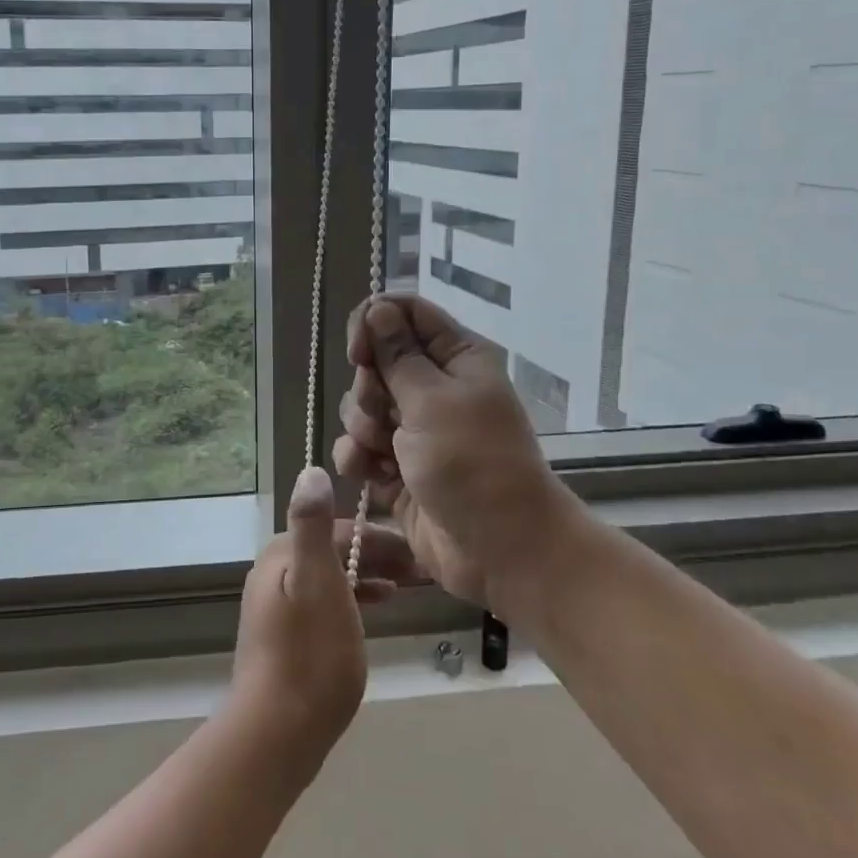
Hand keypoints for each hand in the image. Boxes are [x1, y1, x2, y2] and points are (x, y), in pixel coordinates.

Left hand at [227, 466, 409, 781]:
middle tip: (421, 572)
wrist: (275, 733)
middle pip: (333, 551)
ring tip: (407, 589)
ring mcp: (277, 606)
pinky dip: (353, 600)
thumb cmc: (308, 655)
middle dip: (376, 556)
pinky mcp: (285, 636)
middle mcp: (275, 572)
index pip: (336, 528)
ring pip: (332, 577)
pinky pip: (326, 602)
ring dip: (368, 577)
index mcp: (282, 555)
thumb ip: (313, 526)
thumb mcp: (317, 583)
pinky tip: (376, 611)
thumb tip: (311, 469)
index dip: (377, 537)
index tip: (416, 551)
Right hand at [332, 294, 582, 613]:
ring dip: (362, 427)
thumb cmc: (473, 464)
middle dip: (368, 387)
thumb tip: (378, 307)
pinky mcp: (397, 466)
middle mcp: (435, 387)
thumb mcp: (432, 401)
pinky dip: (359, 458)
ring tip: (382, 451)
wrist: (500, 550)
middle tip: (384, 413)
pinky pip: (360, 447)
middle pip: (377, 361)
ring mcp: (415, 429)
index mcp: (456, 358)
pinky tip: (370, 474)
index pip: (406, 313)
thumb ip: (397, 354)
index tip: (357, 351)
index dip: (374, 323)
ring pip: (363, 406)